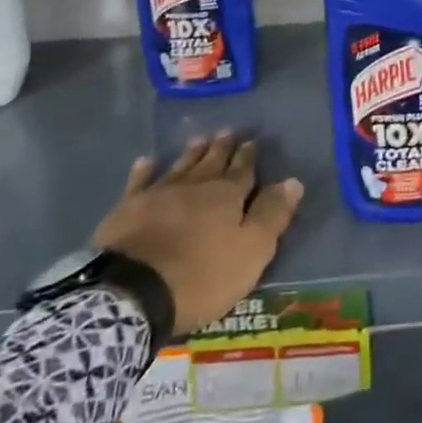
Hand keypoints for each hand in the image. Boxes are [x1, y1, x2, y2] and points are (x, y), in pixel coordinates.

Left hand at [92, 132, 303, 335]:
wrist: (132, 291)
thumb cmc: (201, 276)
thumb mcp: (251, 252)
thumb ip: (272, 215)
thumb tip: (293, 181)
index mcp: (227, 195)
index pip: (242, 170)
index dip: (248, 157)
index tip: (251, 141)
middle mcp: (195, 185)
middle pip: (212, 161)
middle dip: (222, 147)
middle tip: (227, 131)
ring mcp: (159, 193)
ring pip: (181, 165)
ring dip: (192, 152)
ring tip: (199, 138)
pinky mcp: (128, 208)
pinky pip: (140, 181)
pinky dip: (145, 170)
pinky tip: (147, 161)